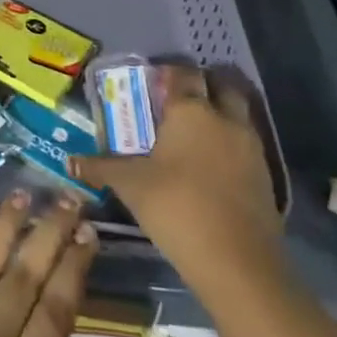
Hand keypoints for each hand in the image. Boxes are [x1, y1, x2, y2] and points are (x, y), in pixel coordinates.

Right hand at [74, 65, 280, 292]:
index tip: (152, 83)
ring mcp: (250, 147)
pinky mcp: (266, 176)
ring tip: (194, 133)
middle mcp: (225, 119)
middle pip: (219, 85)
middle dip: (202, 87)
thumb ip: (101, 168)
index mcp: (191, 111)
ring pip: (237, 114)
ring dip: (220, 114)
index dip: (169, 73)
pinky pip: (246, 145)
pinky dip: (231, 145)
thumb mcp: (131, 186)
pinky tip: (212, 166)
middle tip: (178, 102)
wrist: (238, 263)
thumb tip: (70, 162)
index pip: (183, 73)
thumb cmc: (177, 208)